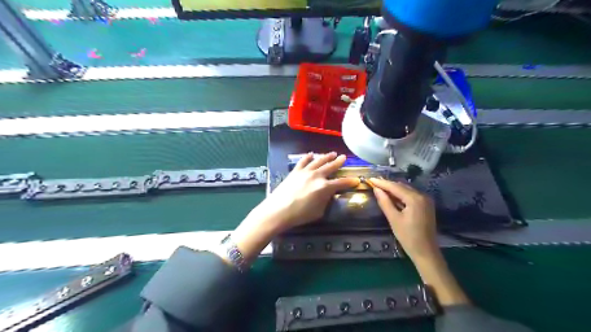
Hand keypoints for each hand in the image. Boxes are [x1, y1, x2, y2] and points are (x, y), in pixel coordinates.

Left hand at [261, 152, 361, 230]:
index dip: (350, 182)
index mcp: (325, 187)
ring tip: (332, 153)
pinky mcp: (295, 171)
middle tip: (344, 157)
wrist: (278, 210)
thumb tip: (328, 194)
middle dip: (338, 162)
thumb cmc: (300, 215)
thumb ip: (326, 201)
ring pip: (318, 161)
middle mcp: (317, 176)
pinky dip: (308, 157)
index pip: (341, 183)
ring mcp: (305, 172)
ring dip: (326, 156)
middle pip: (330, 167)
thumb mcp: (319, 212)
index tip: (356, 180)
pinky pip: (303, 161)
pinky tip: (311, 154)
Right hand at [370, 177, 440, 264]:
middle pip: (402, 186)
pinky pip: (411, 195)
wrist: (426, 252)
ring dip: (394, 189)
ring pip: (406, 190)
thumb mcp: (394, 219)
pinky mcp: (426, 205)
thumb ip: (385, 202)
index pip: (395, 187)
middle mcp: (422, 195)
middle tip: (374, 183)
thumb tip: (376, 189)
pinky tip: (392, 196)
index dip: (382, 183)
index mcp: (415, 199)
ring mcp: (426, 200)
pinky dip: (401, 194)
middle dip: (388, 184)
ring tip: (380, 187)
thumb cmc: (408, 237)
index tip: (370, 179)